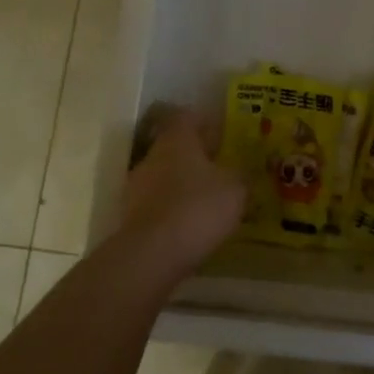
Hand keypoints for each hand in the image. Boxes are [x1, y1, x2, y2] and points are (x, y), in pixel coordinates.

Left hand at [116, 106, 246, 283]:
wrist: (151, 256)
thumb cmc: (197, 208)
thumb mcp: (235, 189)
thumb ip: (240, 175)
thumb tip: (242, 170)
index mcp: (177, 140)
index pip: (187, 117)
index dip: (205, 122)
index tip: (223, 133)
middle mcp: (152, 157)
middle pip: (175, 148)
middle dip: (197, 158)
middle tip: (222, 170)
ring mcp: (136, 188)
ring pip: (165, 178)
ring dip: (184, 186)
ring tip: (209, 203)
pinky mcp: (131, 218)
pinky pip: (158, 206)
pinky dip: (174, 212)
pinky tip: (192, 227)